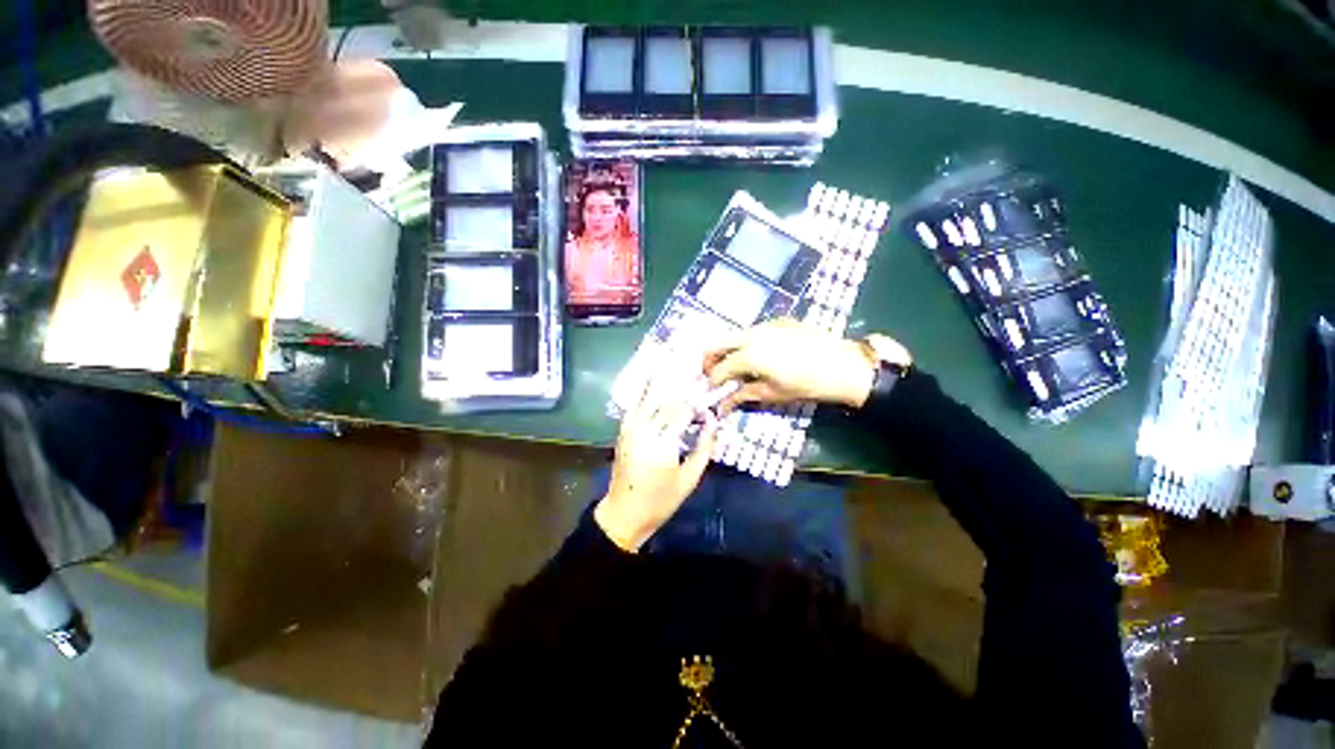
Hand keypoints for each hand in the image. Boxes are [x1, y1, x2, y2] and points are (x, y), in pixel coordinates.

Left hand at [595, 363, 718, 551]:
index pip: (683, 410)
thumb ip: (704, 447)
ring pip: (650, 393)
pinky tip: (654, 369)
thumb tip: (712, 421)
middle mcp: (643, 429)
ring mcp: (630, 426)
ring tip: (675, 351)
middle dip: (681, 376)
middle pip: (666, 396)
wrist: (623, 512)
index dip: (699, 399)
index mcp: (662, 444)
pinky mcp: (624, 427)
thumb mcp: (689, 479)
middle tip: (694, 354)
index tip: (711, 387)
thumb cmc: (660, 501)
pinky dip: (646, 384)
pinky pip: (637, 400)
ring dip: (663, 372)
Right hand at [703, 320, 906, 412]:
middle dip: (709, 360)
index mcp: (748, 355)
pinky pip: (752, 332)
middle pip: (717, 343)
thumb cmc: (806, 384)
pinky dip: (746, 344)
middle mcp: (751, 335)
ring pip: (734, 336)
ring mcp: (764, 325)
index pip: (718, 368)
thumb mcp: (772, 394)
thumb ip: (742, 396)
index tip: (710, 391)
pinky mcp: (778, 322)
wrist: (844, 365)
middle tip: (713, 375)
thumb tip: (721, 407)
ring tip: (735, 369)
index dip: (711, 382)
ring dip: (728, 352)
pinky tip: (757, 357)